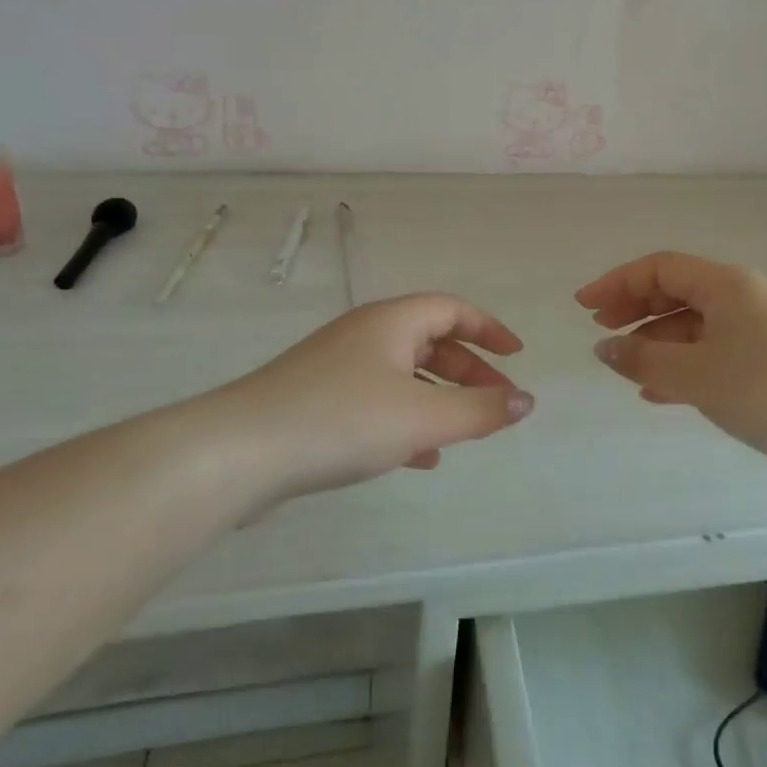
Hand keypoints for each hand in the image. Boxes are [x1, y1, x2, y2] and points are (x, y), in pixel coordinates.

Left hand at [211, 294, 533, 502]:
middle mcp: (364, 335)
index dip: (489, 329)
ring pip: (403, 375)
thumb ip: (481, 410)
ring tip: (464, 433)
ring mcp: (336, 368)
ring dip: (439, 399)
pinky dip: (407, 421)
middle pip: (430, 341)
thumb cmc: (342, 420)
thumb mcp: (423, 417)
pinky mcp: (316, 402)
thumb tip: (526, 401)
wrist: (240, 452)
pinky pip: (376, 402)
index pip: (452, 309)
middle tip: (495, 404)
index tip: (516, 356)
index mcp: (391, 321)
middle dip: (468, 372)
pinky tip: (419, 457)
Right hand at [576, 252, 766, 475]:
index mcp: (726, 285)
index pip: (660, 268)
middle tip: (600, 331)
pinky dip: (683, 364)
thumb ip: (644, 359)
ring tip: (626, 368)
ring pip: (694, 325)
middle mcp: (742, 298)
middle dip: (634, 308)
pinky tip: (660, 391)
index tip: (583, 307)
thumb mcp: (697, 374)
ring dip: (657, 341)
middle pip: (676, 291)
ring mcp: (759, 330)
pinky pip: (713, 352)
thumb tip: (605, 348)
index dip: (617, 282)